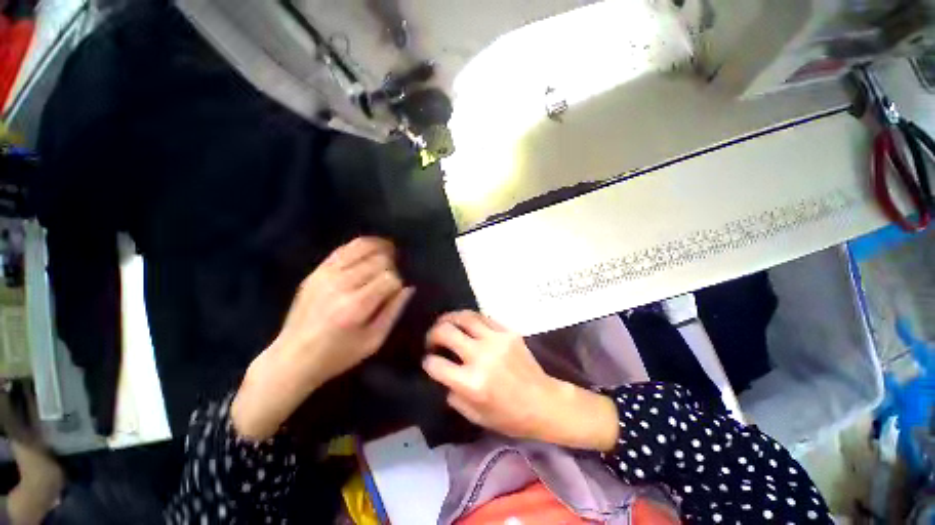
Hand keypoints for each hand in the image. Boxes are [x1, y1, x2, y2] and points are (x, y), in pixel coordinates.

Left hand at [233, 237, 413, 439]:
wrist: (292, 357)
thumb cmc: (338, 355)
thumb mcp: (374, 341)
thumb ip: (394, 311)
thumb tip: (409, 288)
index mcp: (356, 306)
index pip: (390, 279)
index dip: (398, 284)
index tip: (395, 294)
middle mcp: (341, 284)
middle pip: (379, 261)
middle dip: (391, 267)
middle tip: (390, 279)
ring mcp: (326, 274)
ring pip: (363, 247)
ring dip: (381, 250)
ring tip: (390, 254)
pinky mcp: (317, 271)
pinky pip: (345, 248)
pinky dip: (363, 244)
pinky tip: (373, 248)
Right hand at [422, 311, 618, 450]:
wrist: (544, 402)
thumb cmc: (509, 416)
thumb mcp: (475, 416)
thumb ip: (454, 394)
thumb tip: (443, 375)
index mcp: (471, 383)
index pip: (436, 364)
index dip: (428, 362)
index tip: (429, 361)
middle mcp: (481, 356)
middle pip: (446, 332)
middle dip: (432, 334)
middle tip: (431, 339)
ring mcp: (496, 340)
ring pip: (465, 317)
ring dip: (449, 318)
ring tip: (444, 323)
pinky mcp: (508, 332)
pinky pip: (483, 317)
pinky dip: (469, 319)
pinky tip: (465, 324)